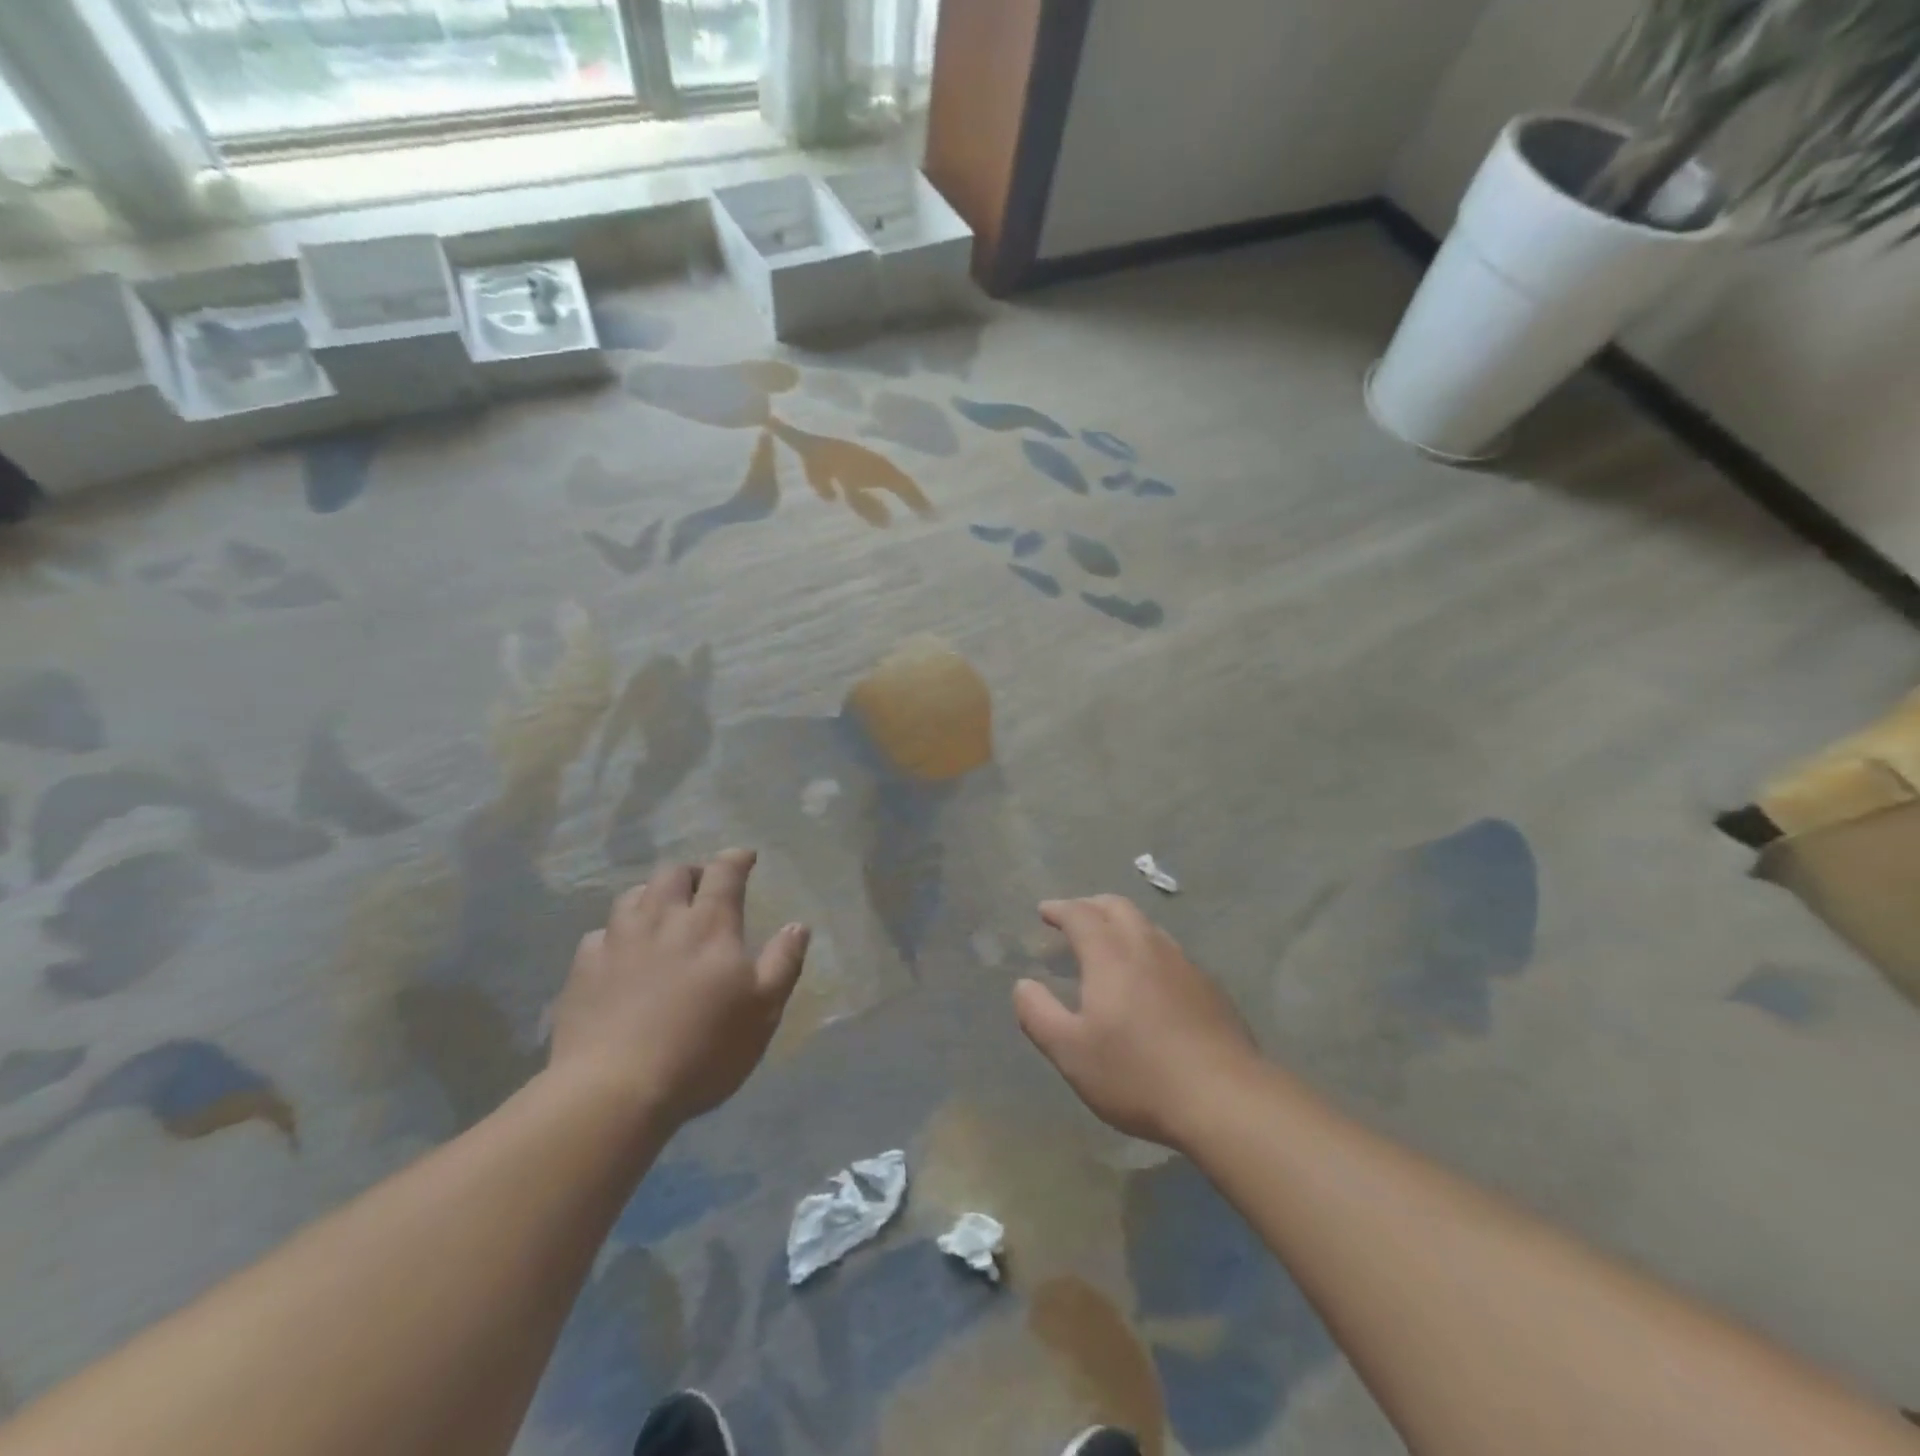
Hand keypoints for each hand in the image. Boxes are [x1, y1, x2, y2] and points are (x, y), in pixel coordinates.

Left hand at [548, 848, 809, 1126]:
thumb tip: (797, 925)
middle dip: (692, 872)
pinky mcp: (582, 969)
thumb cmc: (703, 1048)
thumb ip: (783, 962)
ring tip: (660, 912)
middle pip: (674, 873)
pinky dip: (615, 934)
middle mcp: (662, 919)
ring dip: (652, 895)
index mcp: (710, 924)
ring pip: (632, 896)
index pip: (724, 873)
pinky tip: (619, 952)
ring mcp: (617, 941)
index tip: (746, 857)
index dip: (736, 859)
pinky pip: (600, 934)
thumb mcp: (763, 1010)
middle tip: (702, 888)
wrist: (613, 1090)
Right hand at [1014, 895, 1260, 1149]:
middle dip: (1090, 905)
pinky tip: (1148, 979)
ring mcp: (1183, 964)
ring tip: (1108, 944)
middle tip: (1073, 918)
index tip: (1044, 912)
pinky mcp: (1209, 987)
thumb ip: (1039, 1014)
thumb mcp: (1071, 1053)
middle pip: (1117, 907)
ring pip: (1147, 926)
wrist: (1225, 1098)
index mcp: (1110, 954)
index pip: (1080, 914)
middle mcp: (1147, 946)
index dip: (1059, 909)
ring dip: (1121, 924)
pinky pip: (1169, 951)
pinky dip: (1147, 948)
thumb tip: (1023, 985)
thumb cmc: (1137, 1074)